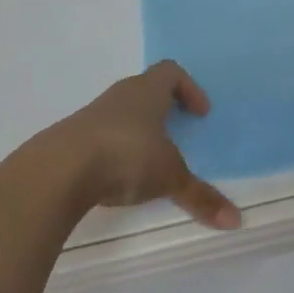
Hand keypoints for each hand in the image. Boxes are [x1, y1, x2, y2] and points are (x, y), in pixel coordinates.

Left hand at [44, 61, 240, 229]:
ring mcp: (91, 116)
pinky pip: (100, 136)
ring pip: (121, 114)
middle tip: (178, 134)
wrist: (57, 170)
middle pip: (145, 90)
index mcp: (147, 92)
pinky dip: (114, 151)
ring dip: (137, 131)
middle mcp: (119, 96)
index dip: (189, 88)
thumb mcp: (169, 177)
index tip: (200, 113)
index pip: (170, 72)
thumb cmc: (125, 156)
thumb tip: (236, 221)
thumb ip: (201, 196)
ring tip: (149, 161)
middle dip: (164, 110)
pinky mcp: (71, 139)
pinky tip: (117, 177)